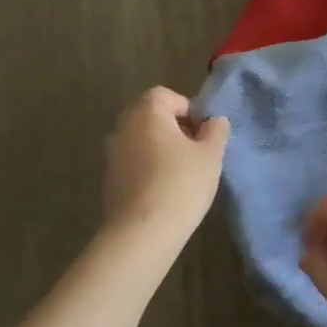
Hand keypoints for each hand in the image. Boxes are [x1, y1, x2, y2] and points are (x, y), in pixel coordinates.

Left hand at [102, 87, 228, 234]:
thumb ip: (216, 131)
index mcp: (147, 113)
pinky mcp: (110, 179)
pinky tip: (165, 190)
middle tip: (196, 151)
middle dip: (174, 128)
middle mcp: (124, 127)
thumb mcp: (211, 155)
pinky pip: (134, 162)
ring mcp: (113, 154)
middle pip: (151, 116)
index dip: (187, 109)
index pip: (165, 95)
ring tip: (183, 173)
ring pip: (142, 140)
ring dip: (161, 149)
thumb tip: (214, 121)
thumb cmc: (181, 183)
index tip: (202, 132)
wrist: (143, 231)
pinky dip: (149, 168)